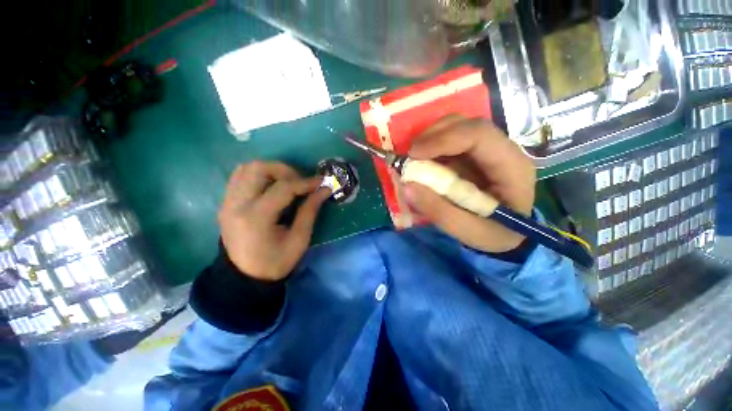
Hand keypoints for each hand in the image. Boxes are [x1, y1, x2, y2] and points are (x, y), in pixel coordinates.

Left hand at [218, 161, 329, 280]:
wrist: (244, 277)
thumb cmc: (276, 262)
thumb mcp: (299, 240)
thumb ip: (310, 211)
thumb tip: (324, 189)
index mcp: (257, 217)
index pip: (283, 187)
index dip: (305, 182)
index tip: (321, 182)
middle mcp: (237, 204)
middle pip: (259, 168)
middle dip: (285, 170)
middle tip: (300, 182)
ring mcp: (227, 202)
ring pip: (247, 168)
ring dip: (271, 170)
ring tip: (287, 182)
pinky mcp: (226, 202)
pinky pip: (240, 176)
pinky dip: (258, 175)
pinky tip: (272, 186)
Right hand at [404, 115, 535, 252]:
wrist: (507, 234)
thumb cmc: (494, 234)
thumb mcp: (468, 231)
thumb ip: (438, 211)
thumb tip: (406, 186)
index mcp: (511, 167)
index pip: (479, 135)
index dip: (444, 139)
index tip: (414, 155)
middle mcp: (503, 150)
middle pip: (467, 124)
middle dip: (433, 135)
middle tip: (410, 155)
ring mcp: (488, 149)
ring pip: (458, 127)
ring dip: (431, 138)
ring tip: (414, 158)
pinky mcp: (474, 154)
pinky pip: (451, 139)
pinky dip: (432, 146)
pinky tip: (423, 160)